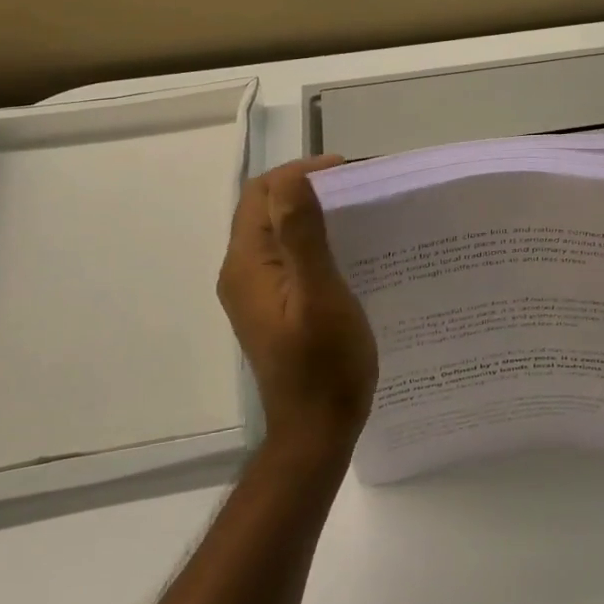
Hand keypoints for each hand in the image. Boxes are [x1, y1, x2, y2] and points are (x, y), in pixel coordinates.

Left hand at [218, 157, 378, 456]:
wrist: (316, 430)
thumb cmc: (324, 365)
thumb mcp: (320, 295)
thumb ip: (302, 236)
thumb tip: (293, 178)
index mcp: (247, 264)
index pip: (262, 193)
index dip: (301, 173)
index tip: (349, 174)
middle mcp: (243, 271)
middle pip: (266, 208)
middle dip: (309, 188)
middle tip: (360, 190)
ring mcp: (256, 291)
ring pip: (278, 231)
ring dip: (313, 213)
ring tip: (360, 213)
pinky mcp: (273, 306)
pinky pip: (288, 255)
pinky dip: (314, 239)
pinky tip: (349, 250)